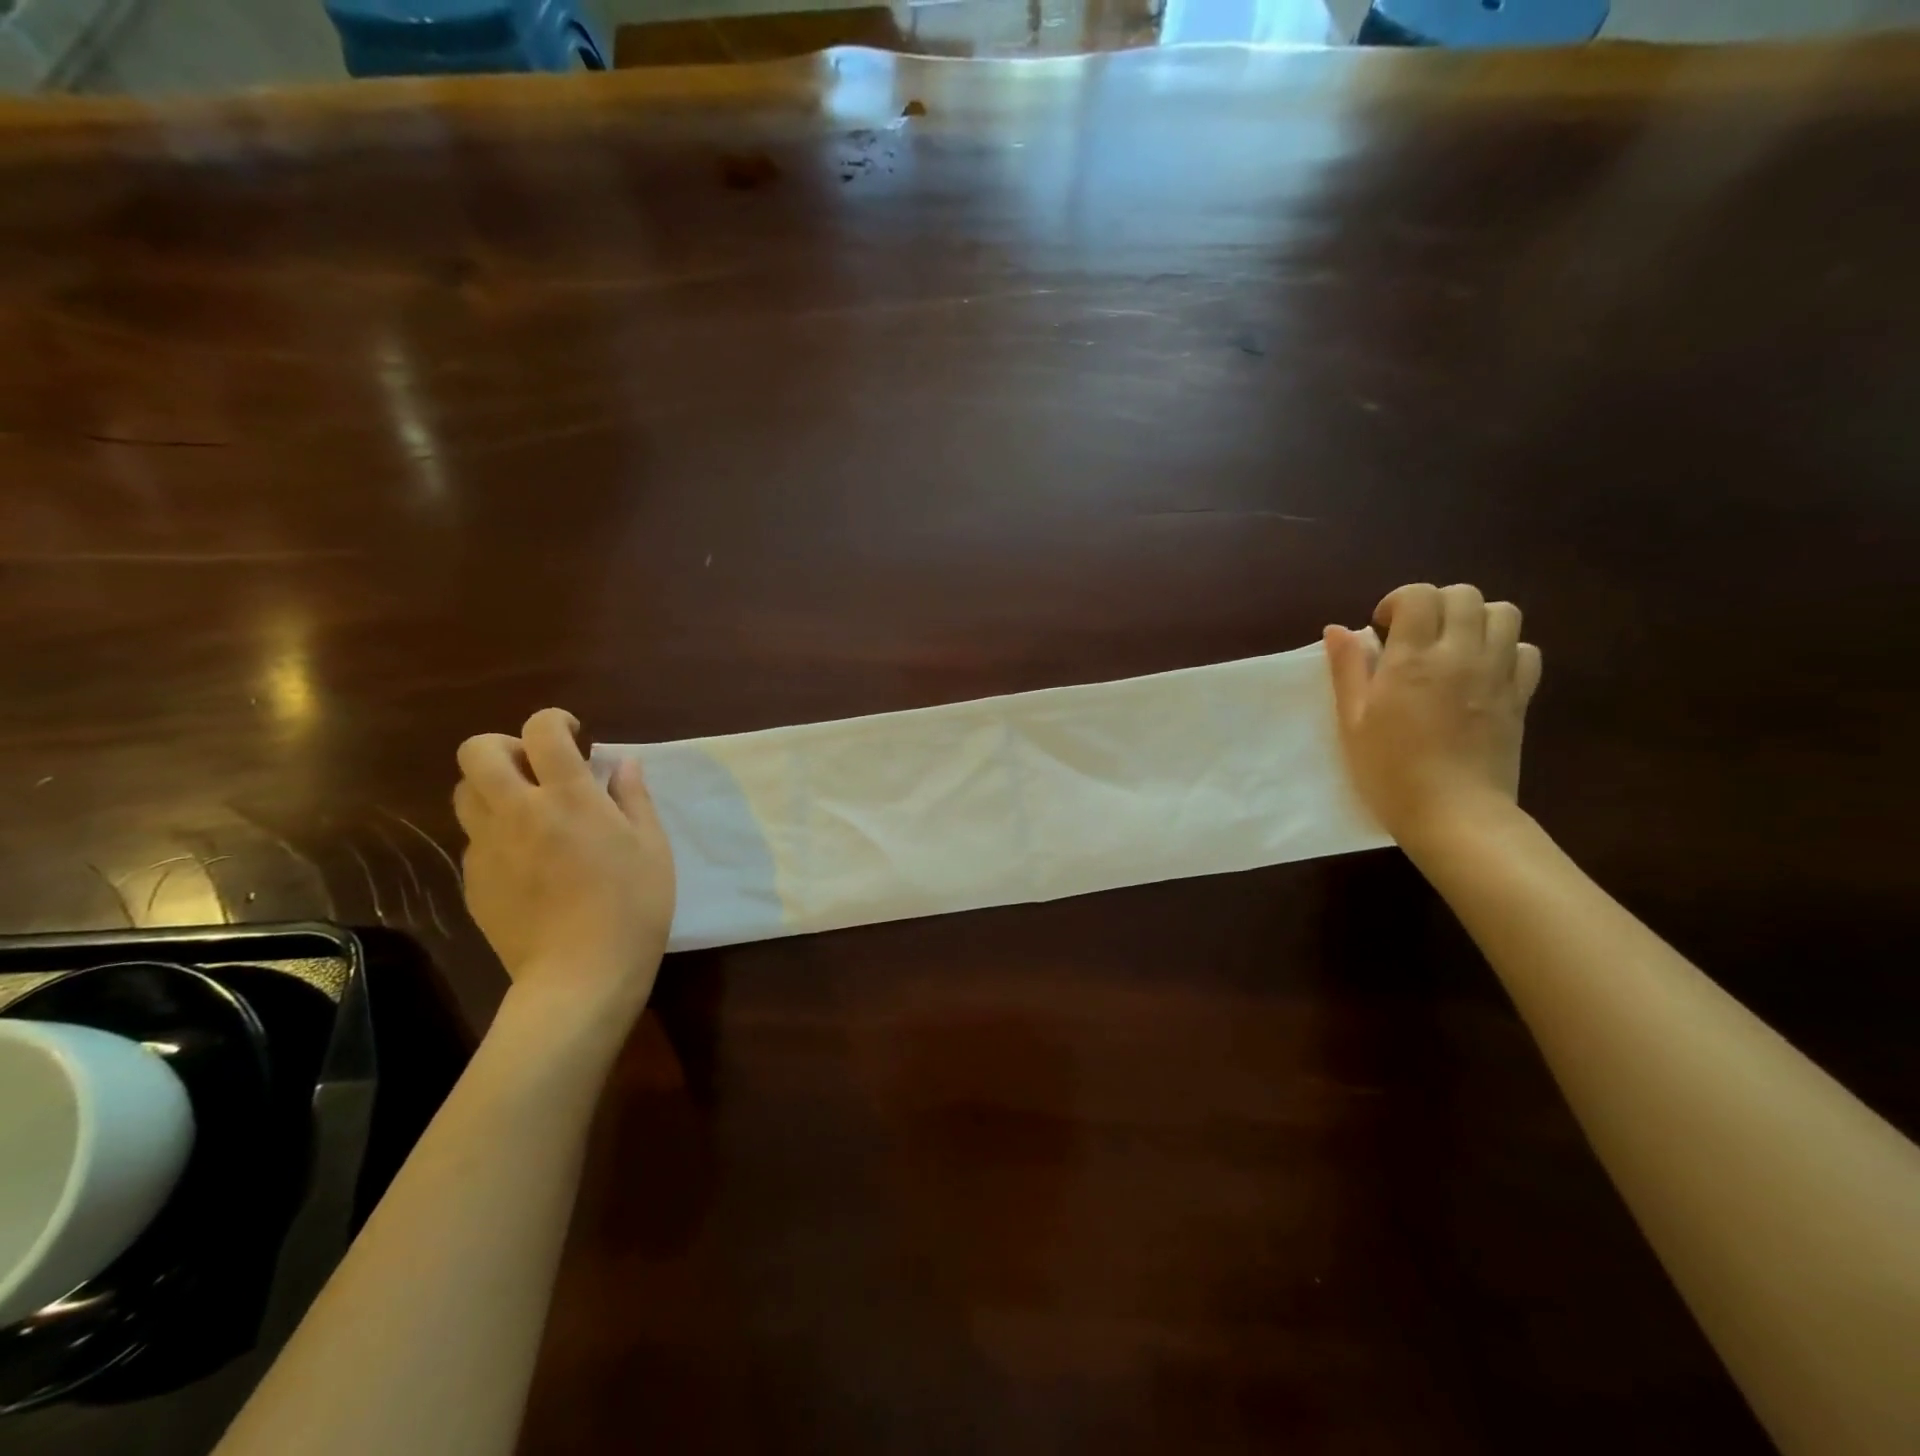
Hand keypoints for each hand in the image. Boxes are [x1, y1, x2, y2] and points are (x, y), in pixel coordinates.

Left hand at [453, 708, 674, 1018]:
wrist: (580, 976)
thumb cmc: (632, 906)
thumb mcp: (652, 847)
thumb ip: (634, 798)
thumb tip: (622, 763)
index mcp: (569, 798)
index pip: (542, 731)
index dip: (554, 720)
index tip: (573, 733)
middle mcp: (519, 812)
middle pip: (477, 751)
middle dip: (505, 745)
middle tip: (538, 768)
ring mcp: (488, 848)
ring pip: (464, 792)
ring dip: (492, 787)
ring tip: (528, 809)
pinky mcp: (473, 882)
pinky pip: (474, 839)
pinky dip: (496, 833)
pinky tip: (528, 861)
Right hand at [1324, 583, 1542, 846]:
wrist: (1454, 814)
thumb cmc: (1389, 771)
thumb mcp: (1352, 721)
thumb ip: (1347, 669)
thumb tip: (1339, 629)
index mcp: (1412, 659)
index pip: (1419, 595)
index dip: (1398, 602)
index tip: (1382, 631)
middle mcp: (1460, 655)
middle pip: (1464, 595)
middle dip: (1435, 604)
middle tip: (1414, 636)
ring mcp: (1497, 674)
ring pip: (1503, 613)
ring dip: (1474, 619)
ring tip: (1451, 646)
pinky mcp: (1521, 696)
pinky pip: (1525, 650)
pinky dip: (1504, 649)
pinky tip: (1481, 671)